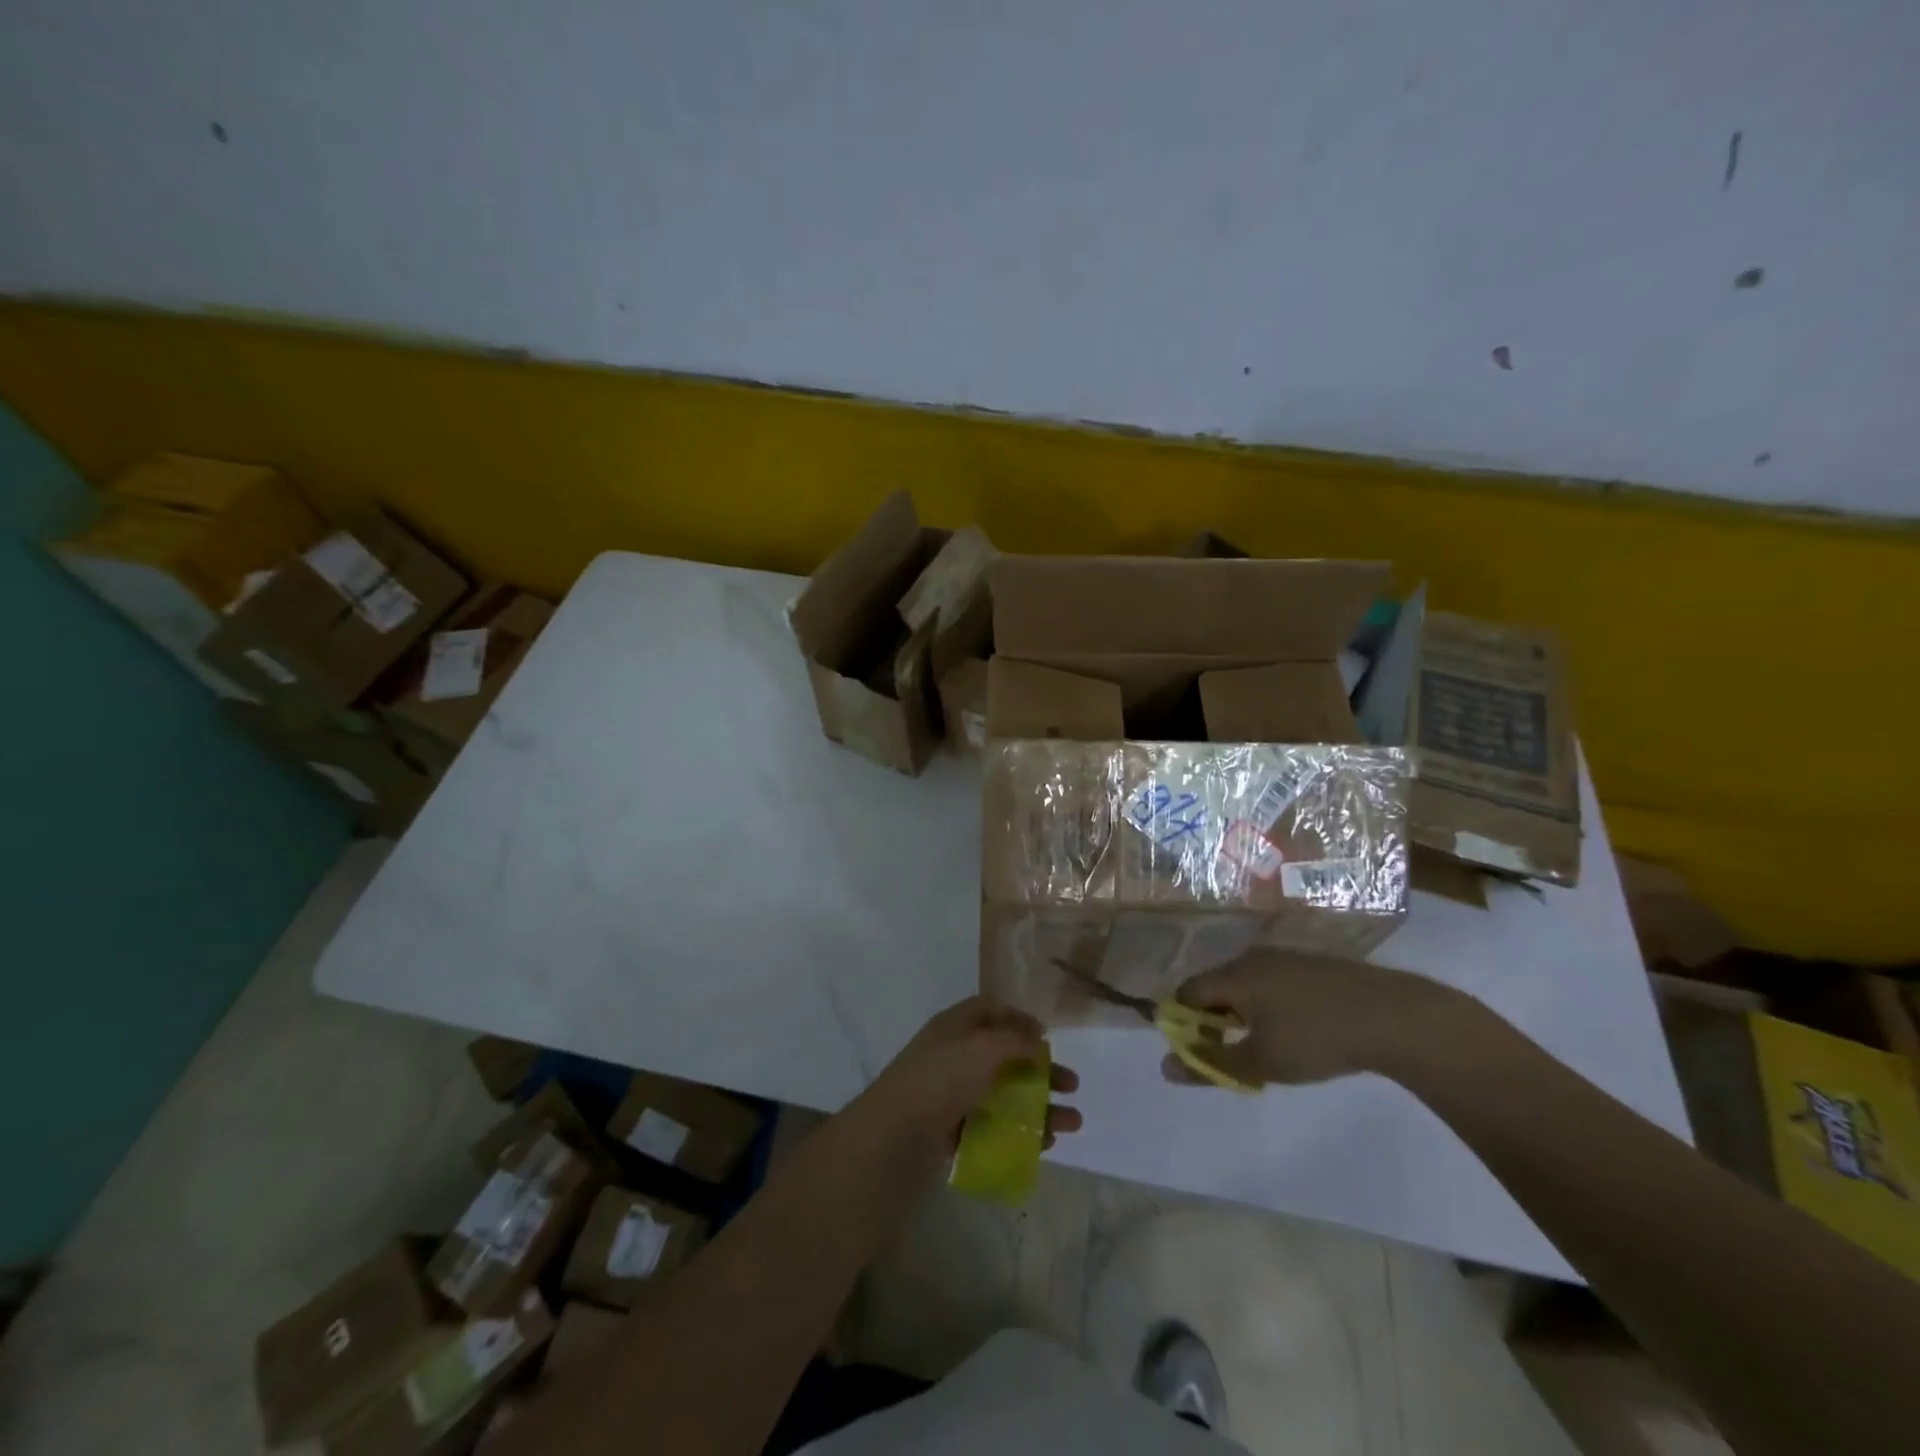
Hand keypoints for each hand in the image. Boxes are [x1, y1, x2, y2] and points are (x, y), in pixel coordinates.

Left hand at [854, 997, 1080, 1162]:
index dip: (1019, 1019)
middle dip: (1041, 1069)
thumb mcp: (984, 1047)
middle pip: (1005, 1056)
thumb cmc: (941, 1079)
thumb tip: (1038, 1042)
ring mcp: (952, 1095)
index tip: (1048, 1037)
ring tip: (1072, 1124)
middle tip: (1072, 1085)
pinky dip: (1021, 1133)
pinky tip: (1045, 1145)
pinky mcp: (951, 1131)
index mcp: (955, 1026)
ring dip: (1040, 1106)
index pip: (990, 1011)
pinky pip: (994, 1127)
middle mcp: (954, 1056)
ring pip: (1004, 1095)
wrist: (894, 1137)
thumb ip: (1017, 1042)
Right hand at [1162, 949, 1467, 1089]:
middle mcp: (1250, 958)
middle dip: (1215, 1019)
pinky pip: (1272, 982)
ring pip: (1246, 984)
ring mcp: (1282, 957)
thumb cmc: (1315, 1038)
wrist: (1390, 1015)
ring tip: (1269, 1045)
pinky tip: (1298, 1029)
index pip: (1187, 993)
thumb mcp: (1261, 1063)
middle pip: (1215, 986)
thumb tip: (1165, 1067)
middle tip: (1236, 1054)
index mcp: (1232, 976)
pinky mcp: (1309, 963)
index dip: (1184, 1022)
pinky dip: (1270, 1005)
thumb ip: (1211, 1065)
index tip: (1200, 1051)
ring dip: (1244, 1013)